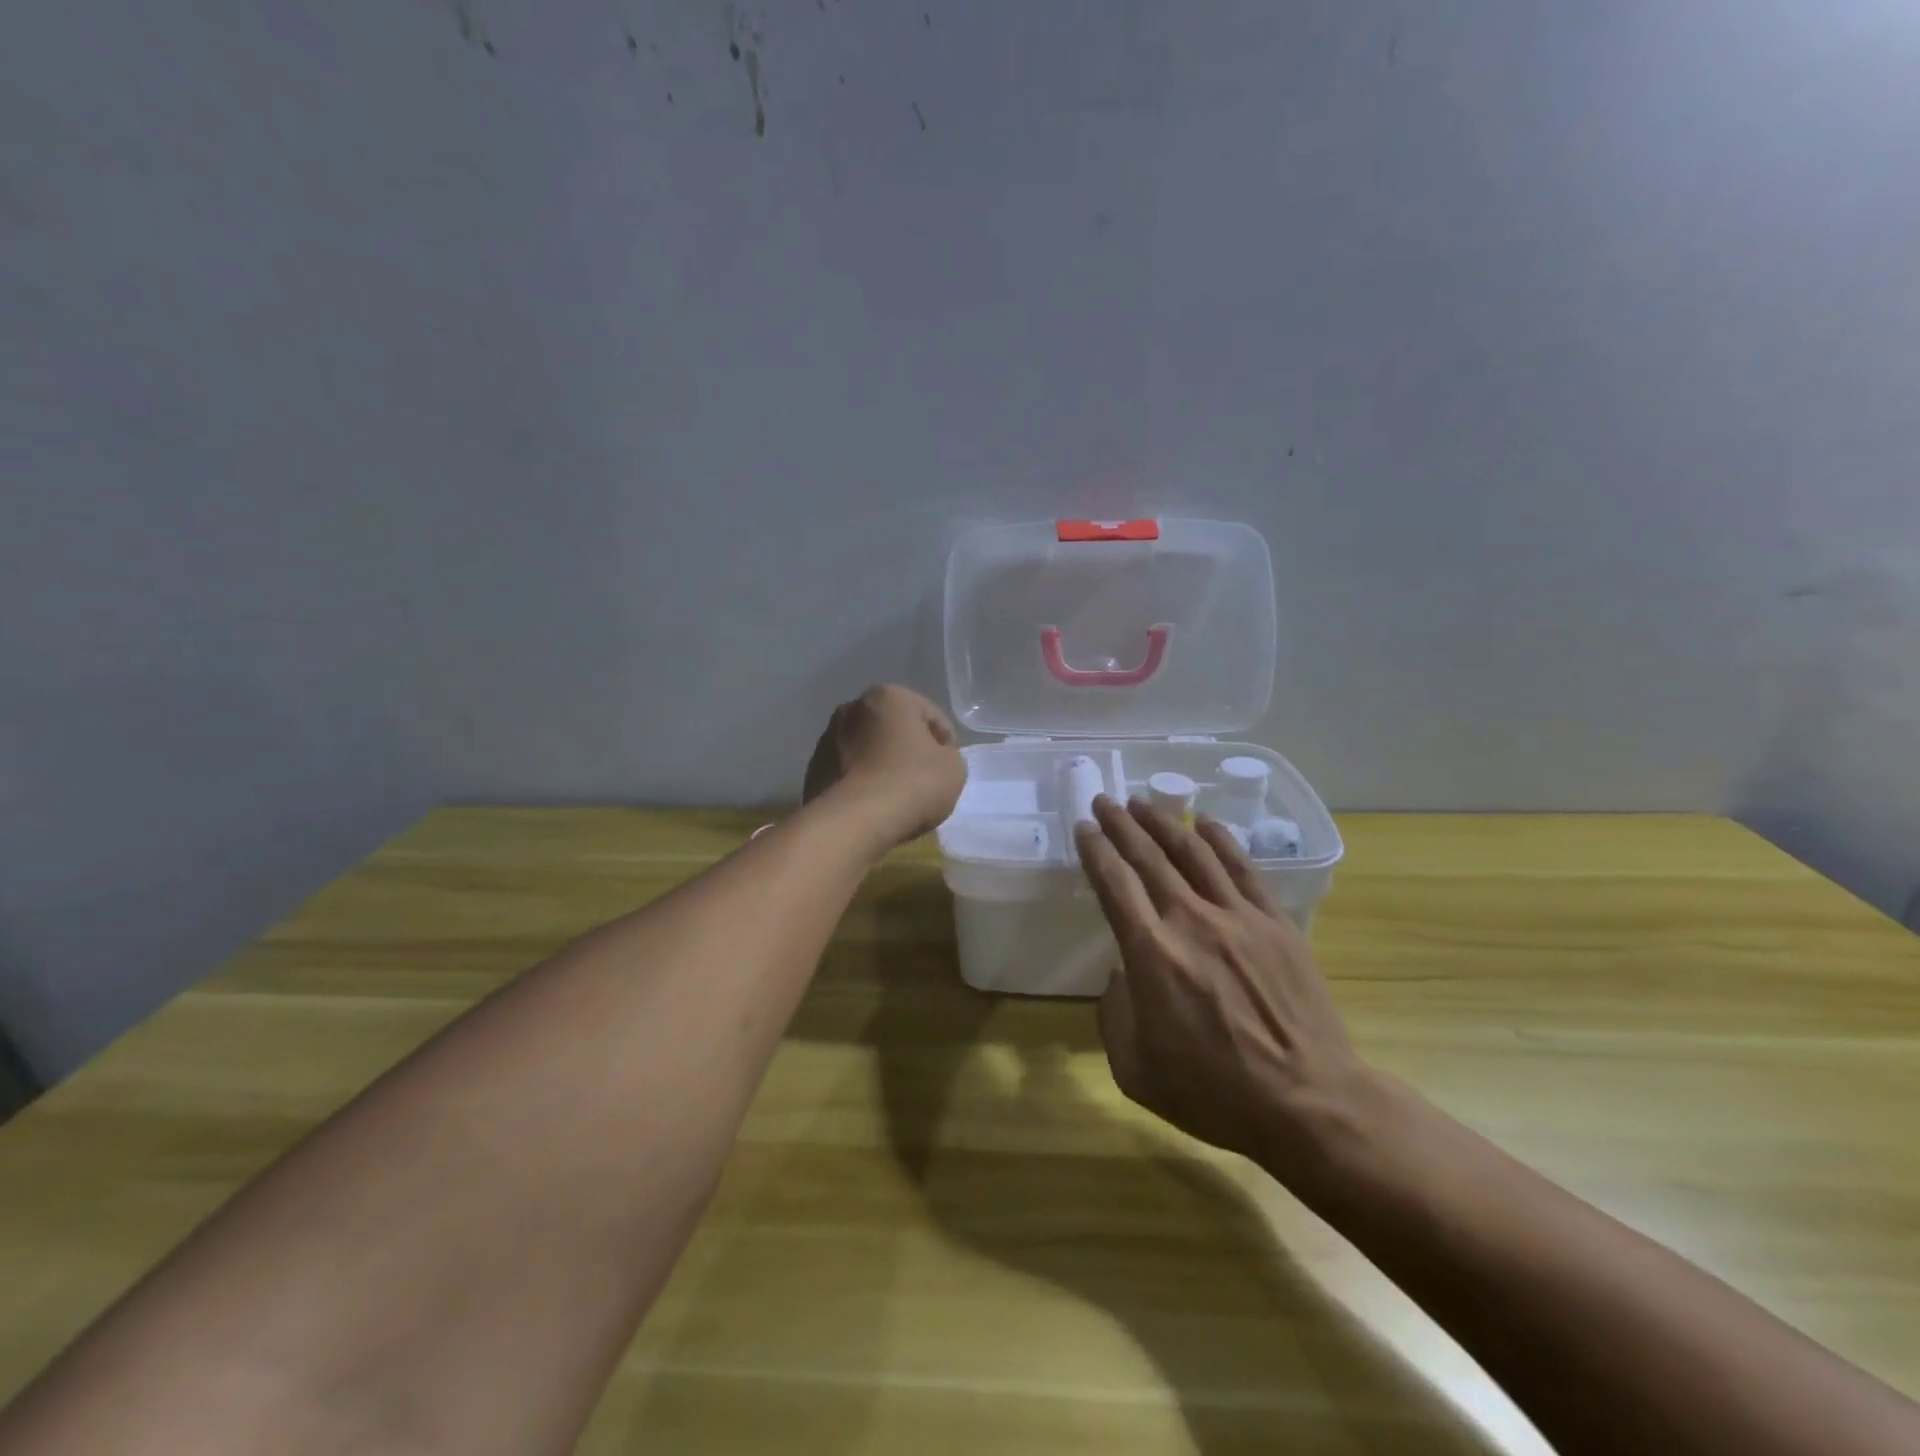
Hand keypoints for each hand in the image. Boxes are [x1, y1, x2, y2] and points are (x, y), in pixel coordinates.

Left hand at [802, 685, 966, 851]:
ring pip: (867, 751)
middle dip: (907, 750)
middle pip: (893, 730)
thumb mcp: (954, 768)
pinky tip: (873, 807)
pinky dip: (861, 784)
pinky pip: (848, 773)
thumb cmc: (912, 784)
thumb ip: (947, 754)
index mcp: (888, 696)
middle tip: (923, 782)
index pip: (930, 716)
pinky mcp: (813, 771)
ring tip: (896, 798)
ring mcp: (826, 739)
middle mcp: (852, 708)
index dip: (946, 744)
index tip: (948, 770)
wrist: (855, 822)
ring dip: (882, 766)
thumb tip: (930, 758)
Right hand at [1075, 795, 1373, 1181]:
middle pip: (1149, 857)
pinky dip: (1222, 840)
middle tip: (1106, 802)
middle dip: (1122, 825)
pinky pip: (1243, 869)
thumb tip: (1122, 976)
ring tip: (1144, 803)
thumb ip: (1114, 1013)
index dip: (1095, 850)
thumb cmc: (1214, 1094)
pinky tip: (1207, 823)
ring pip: (1194, 852)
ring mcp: (1238, 917)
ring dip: (1165, 823)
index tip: (1084, 828)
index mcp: (1151, 954)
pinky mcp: (1275, 923)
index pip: (1114, 884)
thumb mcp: (1135, 1069)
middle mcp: (1191, 921)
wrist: (1308, 1103)